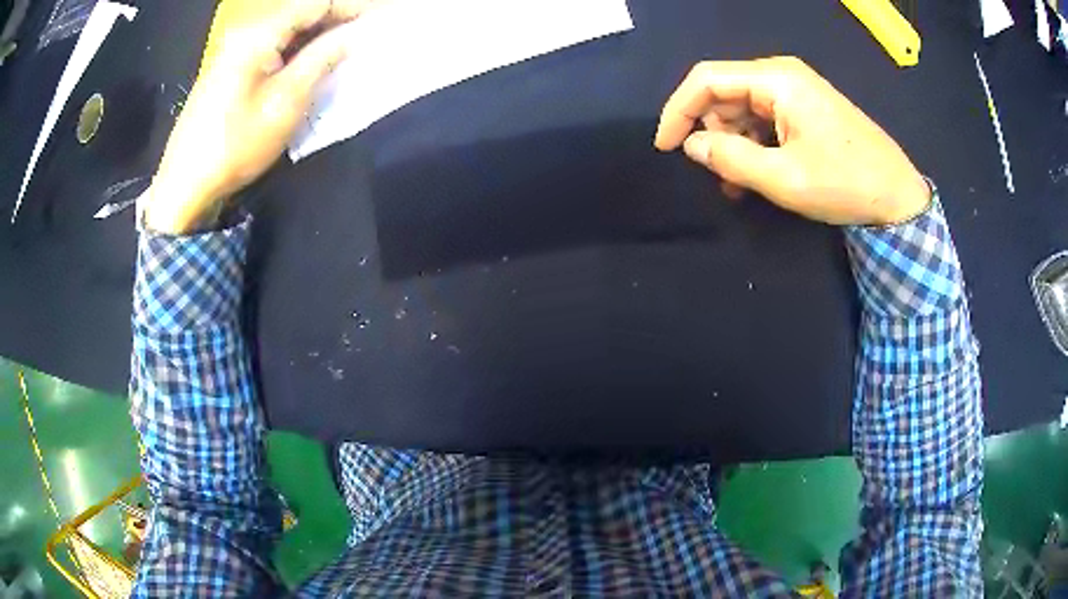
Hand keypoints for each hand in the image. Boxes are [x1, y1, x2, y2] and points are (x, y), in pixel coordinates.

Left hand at [145, 0, 375, 234]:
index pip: (316, 3)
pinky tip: (314, 63)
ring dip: (319, 36)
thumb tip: (352, 34)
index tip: (381, 18)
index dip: (352, 6)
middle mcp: (246, 34)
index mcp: (258, 34)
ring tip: (349, 47)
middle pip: (301, 13)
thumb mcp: (285, 102)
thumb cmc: (235, 145)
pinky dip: (298, 51)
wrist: (185, 186)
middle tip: (370, 33)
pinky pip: (273, 48)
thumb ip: (321, 59)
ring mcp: (234, 52)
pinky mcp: (230, 70)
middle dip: (337, 19)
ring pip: (287, 31)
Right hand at [654, 57, 929, 225]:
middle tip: (715, 173)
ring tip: (738, 183)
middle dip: (711, 131)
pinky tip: (755, 174)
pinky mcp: (804, 109)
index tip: (664, 147)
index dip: (678, 110)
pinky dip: (752, 145)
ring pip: (742, 108)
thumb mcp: (785, 178)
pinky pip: (763, 119)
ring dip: (733, 144)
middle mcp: (782, 76)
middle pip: (724, 92)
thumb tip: (692, 145)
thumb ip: (731, 159)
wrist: (898, 197)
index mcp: (776, 79)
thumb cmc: (846, 184)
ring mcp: (795, 91)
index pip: (707, 79)